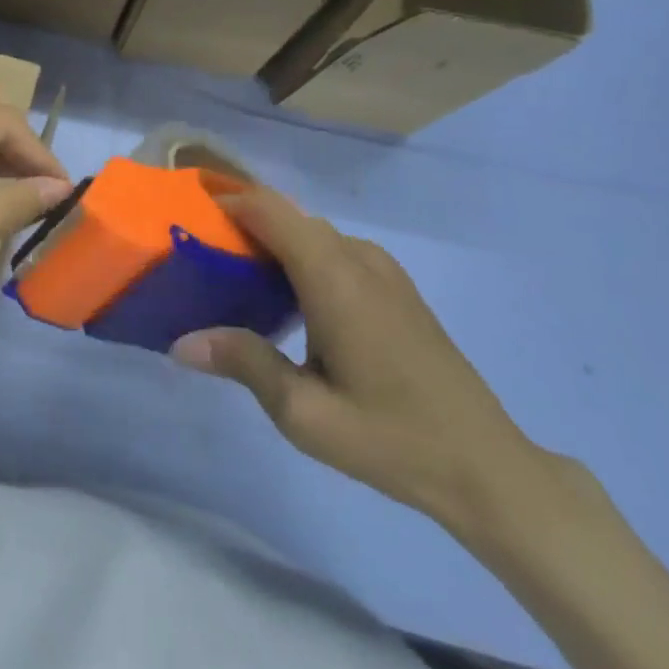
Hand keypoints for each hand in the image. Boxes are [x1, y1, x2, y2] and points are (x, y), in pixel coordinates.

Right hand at [171, 185, 545, 532]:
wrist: (487, 468)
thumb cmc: (392, 438)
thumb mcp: (305, 413)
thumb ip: (244, 363)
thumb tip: (181, 340)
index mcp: (335, 278)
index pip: (270, 209)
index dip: (227, 201)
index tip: (187, 216)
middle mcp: (359, 259)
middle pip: (288, 217)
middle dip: (242, 225)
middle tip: (199, 256)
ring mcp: (384, 272)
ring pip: (312, 234)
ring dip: (271, 242)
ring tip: (232, 277)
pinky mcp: (396, 289)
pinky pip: (334, 252)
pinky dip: (299, 257)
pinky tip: (285, 299)